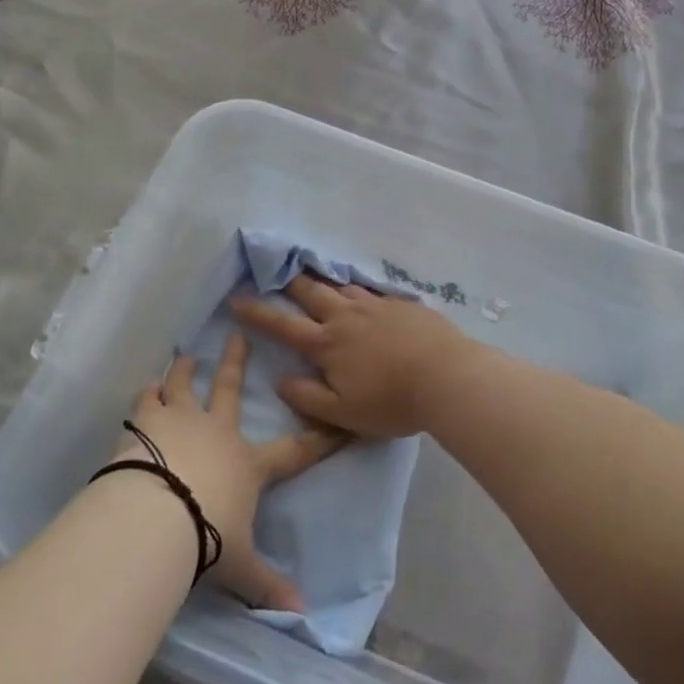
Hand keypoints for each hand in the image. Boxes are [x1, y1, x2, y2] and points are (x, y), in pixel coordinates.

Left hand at [121, 333, 343, 613]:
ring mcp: (180, 422)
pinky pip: (147, 401)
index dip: (321, 437)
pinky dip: (148, 392)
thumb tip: (302, 617)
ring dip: (185, 371)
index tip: (339, 420)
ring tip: (185, 357)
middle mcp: (217, 433)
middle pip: (230, 390)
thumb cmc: (205, 538)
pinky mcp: (145, 424)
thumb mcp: (239, 567)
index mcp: (247, 465)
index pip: (295, 450)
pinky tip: (146, 385)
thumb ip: (267, 585)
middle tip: (238, 336)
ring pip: (184, 386)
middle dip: (237, 363)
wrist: (155, 517)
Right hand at [229, 276, 489, 439]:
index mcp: (327, 343)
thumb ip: (308, 397)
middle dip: (290, 282)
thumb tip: (281, 380)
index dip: (256, 312)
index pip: (282, 325)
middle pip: (311, 293)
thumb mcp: (343, 413)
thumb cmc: (392, 401)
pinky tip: (362, 292)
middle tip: (276, 271)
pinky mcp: (402, 304)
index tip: (236, 298)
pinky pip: (372, 291)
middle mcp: (347, 317)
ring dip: (325, 282)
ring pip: (342, 287)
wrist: (447, 376)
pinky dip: (358, 289)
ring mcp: (376, 306)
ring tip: (316, 276)